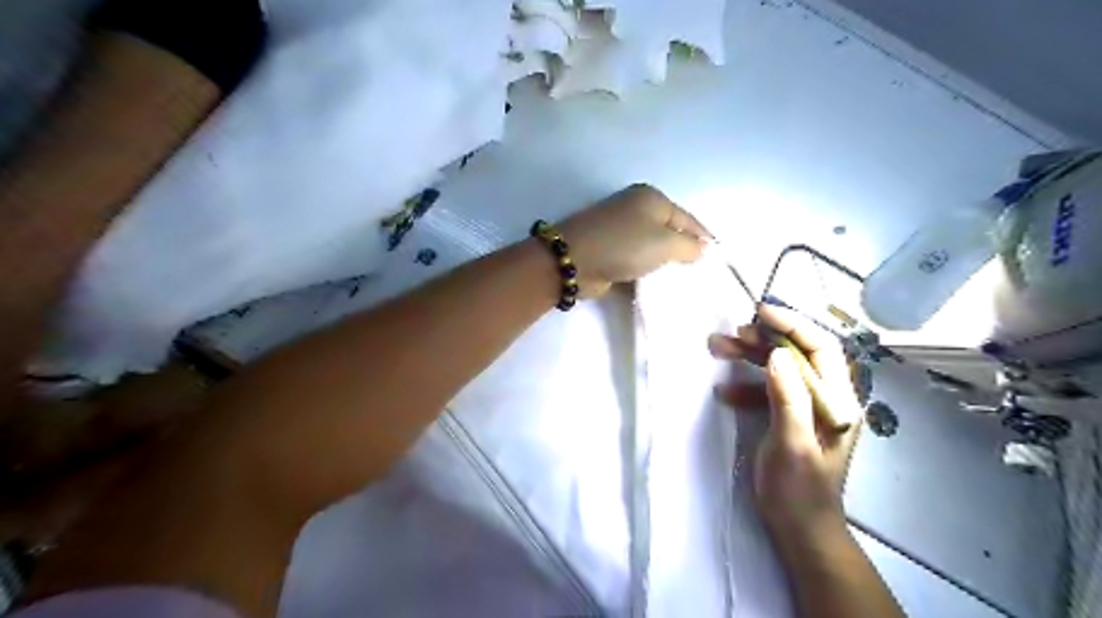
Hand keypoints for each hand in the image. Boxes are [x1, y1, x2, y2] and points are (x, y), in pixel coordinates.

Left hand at [563, 182, 709, 295]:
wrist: (574, 261)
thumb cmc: (624, 245)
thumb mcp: (665, 243)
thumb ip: (689, 246)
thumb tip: (702, 249)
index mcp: (651, 198)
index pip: (687, 219)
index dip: (704, 237)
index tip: (719, 258)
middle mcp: (635, 209)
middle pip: (669, 232)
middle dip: (684, 252)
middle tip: (702, 274)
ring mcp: (620, 230)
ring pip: (652, 248)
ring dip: (664, 264)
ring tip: (683, 283)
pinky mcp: (609, 251)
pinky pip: (636, 261)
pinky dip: (646, 272)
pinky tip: (657, 286)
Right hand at [711, 306, 865, 538]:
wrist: (798, 528)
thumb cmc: (798, 490)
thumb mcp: (792, 444)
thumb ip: (788, 397)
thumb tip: (776, 354)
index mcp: (837, 401)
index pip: (820, 347)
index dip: (793, 324)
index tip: (760, 312)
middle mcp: (826, 397)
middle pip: (797, 353)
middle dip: (764, 339)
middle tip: (731, 334)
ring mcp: (806, 407)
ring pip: (778, 368)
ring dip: (749, 357)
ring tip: (718, 348)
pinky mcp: (787, 417)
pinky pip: (766, 389)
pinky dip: (744, 385)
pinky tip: (723, 392)